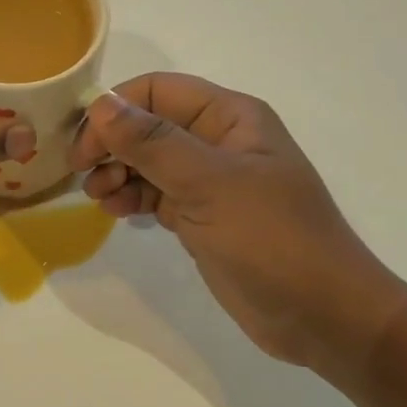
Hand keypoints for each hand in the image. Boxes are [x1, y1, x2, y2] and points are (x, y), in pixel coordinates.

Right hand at [71, 73, 406, 383]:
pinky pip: (154, 194)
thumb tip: (100, 104)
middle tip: (83, 174)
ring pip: (147, 161)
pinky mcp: (200, 217)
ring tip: (101, 197)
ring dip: (117, 171)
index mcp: (230, 117)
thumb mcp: (210, 185)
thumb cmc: (272, 239)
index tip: (83, 144)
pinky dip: (131, 198)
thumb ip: (153, 144)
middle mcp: (218, 141)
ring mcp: (209, 182)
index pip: (157, 91)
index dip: (115, 109)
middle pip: (147, 125)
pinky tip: (116, 212)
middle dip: (112, 143)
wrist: (322, 316)